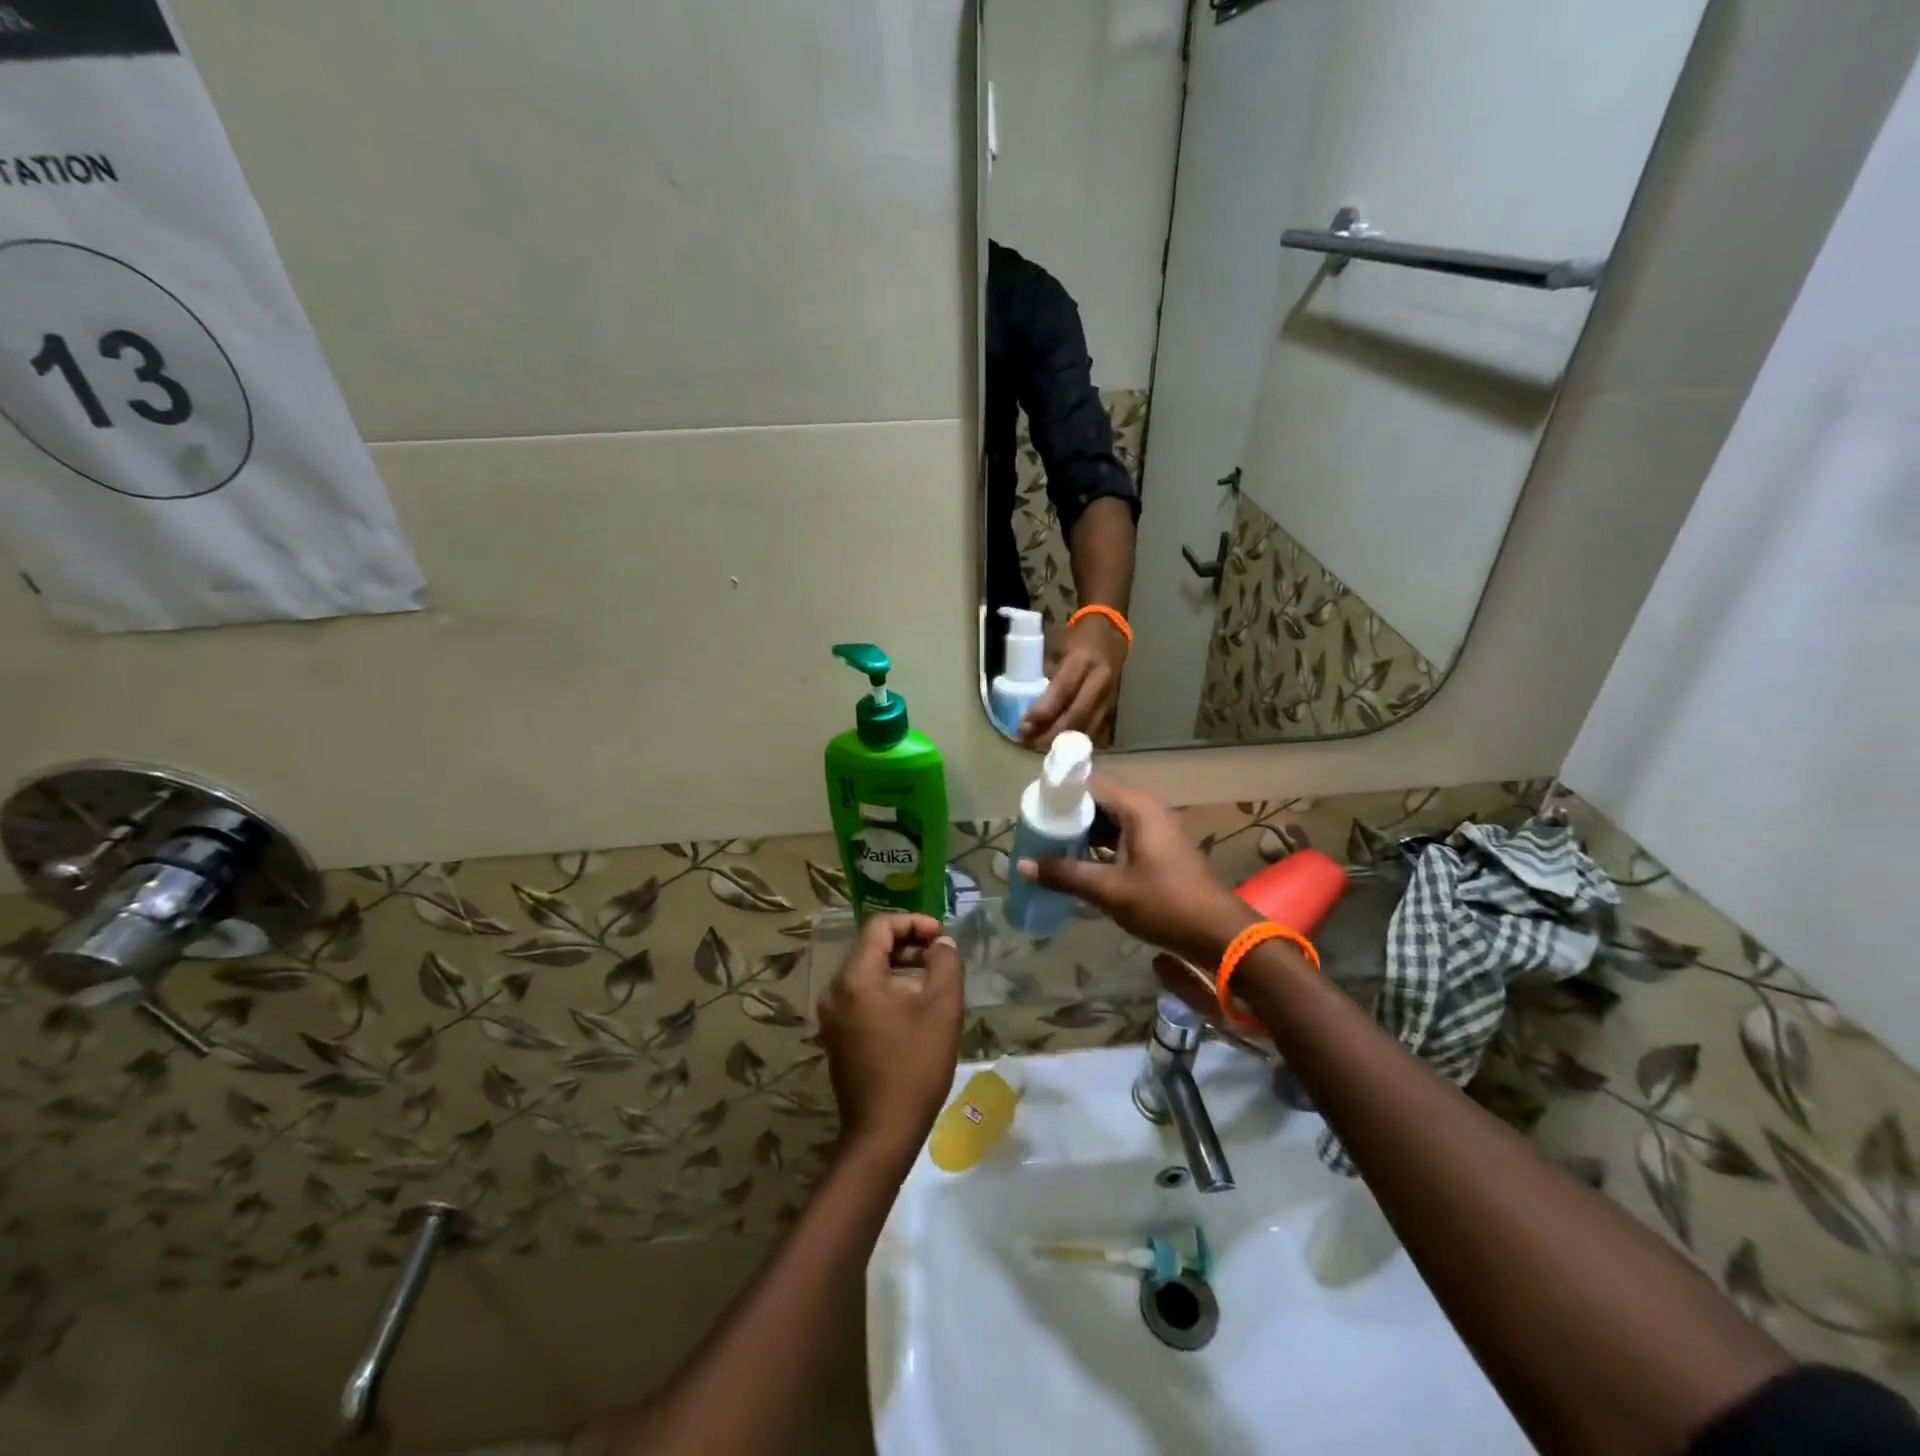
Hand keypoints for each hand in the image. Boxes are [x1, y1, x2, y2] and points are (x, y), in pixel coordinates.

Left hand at [817, 914, 963, 1162]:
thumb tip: (942, 943)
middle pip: (871, 948)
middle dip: (909, 944)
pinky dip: (888, 989)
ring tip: (933, 980)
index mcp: (855, 978)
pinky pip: (862, 996)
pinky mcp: (837, 1036)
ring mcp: (832, 1015)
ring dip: (900, 967)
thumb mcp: (942, 1008)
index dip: (914, 923)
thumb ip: (945, 963)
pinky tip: (914, 1007)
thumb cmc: (914, 1066)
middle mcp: (835, 990)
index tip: (942, 936)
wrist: (882, 1133)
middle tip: (941, 957)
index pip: (880, 927)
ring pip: (867, 972)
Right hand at [1016, 778, 1257, 966]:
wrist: (1218, 934)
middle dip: (1067, 815)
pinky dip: (1099, 845)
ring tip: (1048, 846)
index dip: (1060, 792)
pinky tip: (1077, 863)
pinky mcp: (1159, 850)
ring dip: (1082, 832)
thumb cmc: (1164, 904)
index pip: (1090, 784)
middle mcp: (1147, 810)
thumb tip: (1022, 865)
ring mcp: (1156, 830)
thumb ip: (1065, 874)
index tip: (1032, 807)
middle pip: (1098, 801)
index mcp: (1138, 808)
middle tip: (1035, 829)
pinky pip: (1121, 836)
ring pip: (1109, 820)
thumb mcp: (1109, 890)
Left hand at [1019, 614, 1127, 747]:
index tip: (1023, 726)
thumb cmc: (1078, 639)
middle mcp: (1099, 680)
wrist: (1112, 633)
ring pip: (1087, 727)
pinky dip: (1077, 740)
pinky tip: (1061, 745)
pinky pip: (1095, 729)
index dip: (1042, 712)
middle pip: (1076, 715)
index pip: (1062, 692)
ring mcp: (1109, 695)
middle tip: (1029, 743)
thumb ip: (1048, 676)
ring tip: (1040, 748)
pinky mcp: (1113, 706)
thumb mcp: (1058, 650)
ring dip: (1063, 741)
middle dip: (1051, 734)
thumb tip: (1031, 704)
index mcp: (1082, 661)